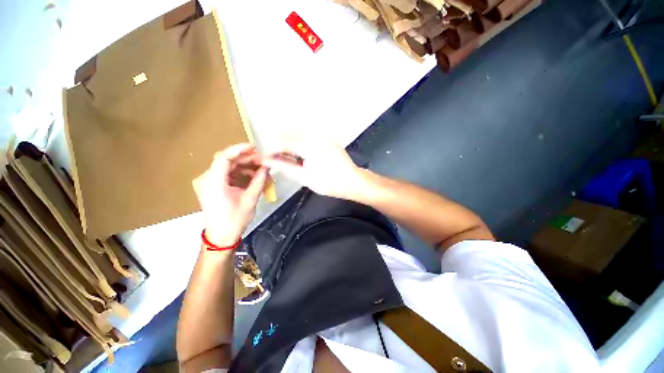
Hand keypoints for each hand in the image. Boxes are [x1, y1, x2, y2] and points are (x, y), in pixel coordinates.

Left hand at [193, 143, 267, 246]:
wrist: (221, 237)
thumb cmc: (234, 220)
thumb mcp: (250, 199)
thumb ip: (259, 180)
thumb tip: (267, 167)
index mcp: (214, 182)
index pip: (224, 157)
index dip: (239, 150)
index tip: (254, 148)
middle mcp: (208, 179)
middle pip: (227, 161)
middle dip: (246, 159)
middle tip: (263, 161)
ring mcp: (210, 182)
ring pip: (229, 167)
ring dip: (245, 166)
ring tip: (262, 170)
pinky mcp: (214, 186)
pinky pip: (228, 174)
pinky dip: (241, 173)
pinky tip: (254, 177)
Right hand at [262, 138, 366, 199]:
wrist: (353, 181)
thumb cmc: (329, 183)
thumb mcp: (304, 177)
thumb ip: (284, 166)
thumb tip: (265, 160)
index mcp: (309, 145)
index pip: (282, 143)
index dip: (270, 150)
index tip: (262, 158)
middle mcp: (315, 135)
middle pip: (289, 137)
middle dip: (279, 148)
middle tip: (275, 161)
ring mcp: (322, 136)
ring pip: (298, 137)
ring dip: (289, 147)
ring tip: (287, 161)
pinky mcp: (327, 139)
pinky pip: (308, 139)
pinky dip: (300, 147)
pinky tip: (300, 157)